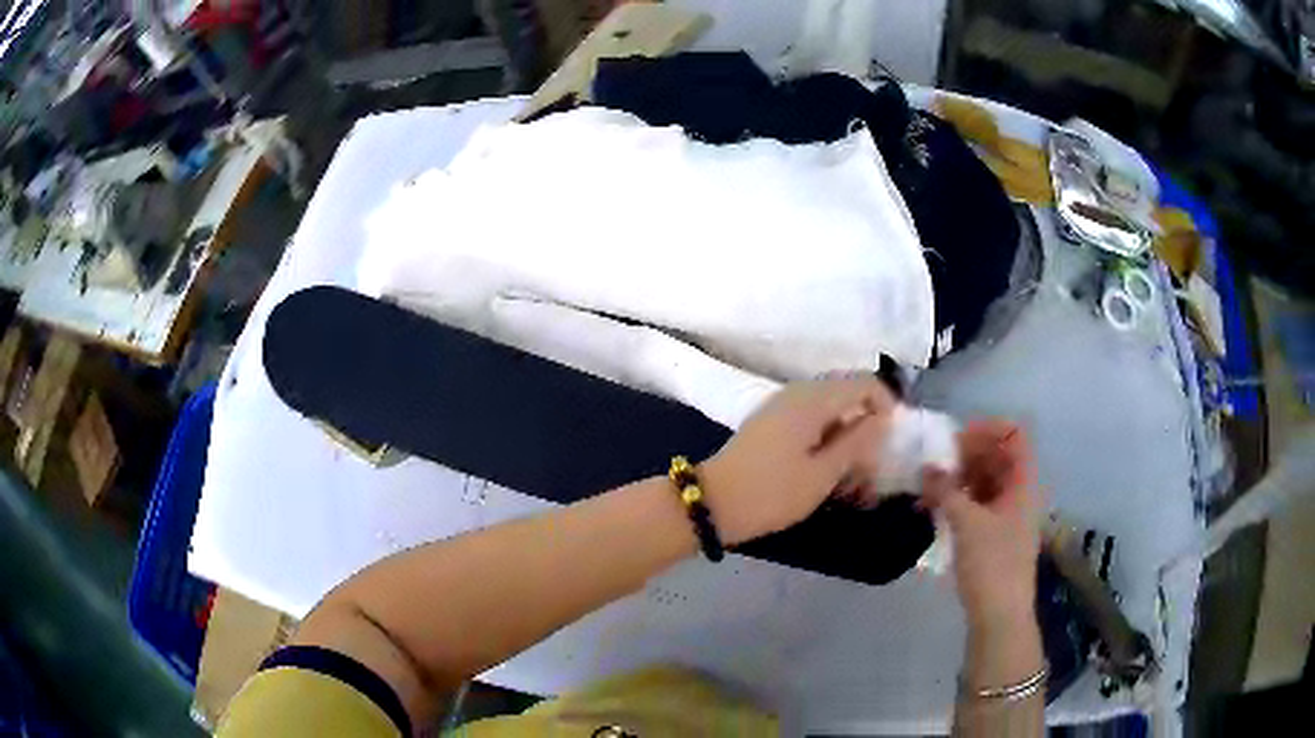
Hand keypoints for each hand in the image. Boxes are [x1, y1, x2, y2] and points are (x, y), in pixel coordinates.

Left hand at [698, 377, 894, 545]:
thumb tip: (881, 419)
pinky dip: (826, 436)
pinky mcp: (771, 422)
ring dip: (847, 432)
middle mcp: (797, 392)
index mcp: (812, 399)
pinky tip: (827, 466)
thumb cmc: (771, 492)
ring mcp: (780, 406)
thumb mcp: (822, 473)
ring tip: (853, 470)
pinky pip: (810, 418)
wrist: (712, 503)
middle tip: (874, 459)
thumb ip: (856, 443)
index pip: (863, 383)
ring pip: (829, 407)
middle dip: (867, 421)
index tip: (895, 438)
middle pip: (846, 392)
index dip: (886, 404)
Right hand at [923, 421, 1041, 628]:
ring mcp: (1010, 514)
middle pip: (998, 455)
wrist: (1000, 615)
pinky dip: (961, 499)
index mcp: (1023, 482)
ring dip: (960, 478)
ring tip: (930, 488)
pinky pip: (981, 502)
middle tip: (935, 465)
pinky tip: (937, 508)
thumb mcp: (967, 523)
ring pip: (987, 480)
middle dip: (967, 454)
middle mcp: (1020, 492)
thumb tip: (926, 467)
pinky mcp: (997, 534)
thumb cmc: (991, 563)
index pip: (1013, 434)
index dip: (986, 429)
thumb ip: (945, 490)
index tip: (954, 442)